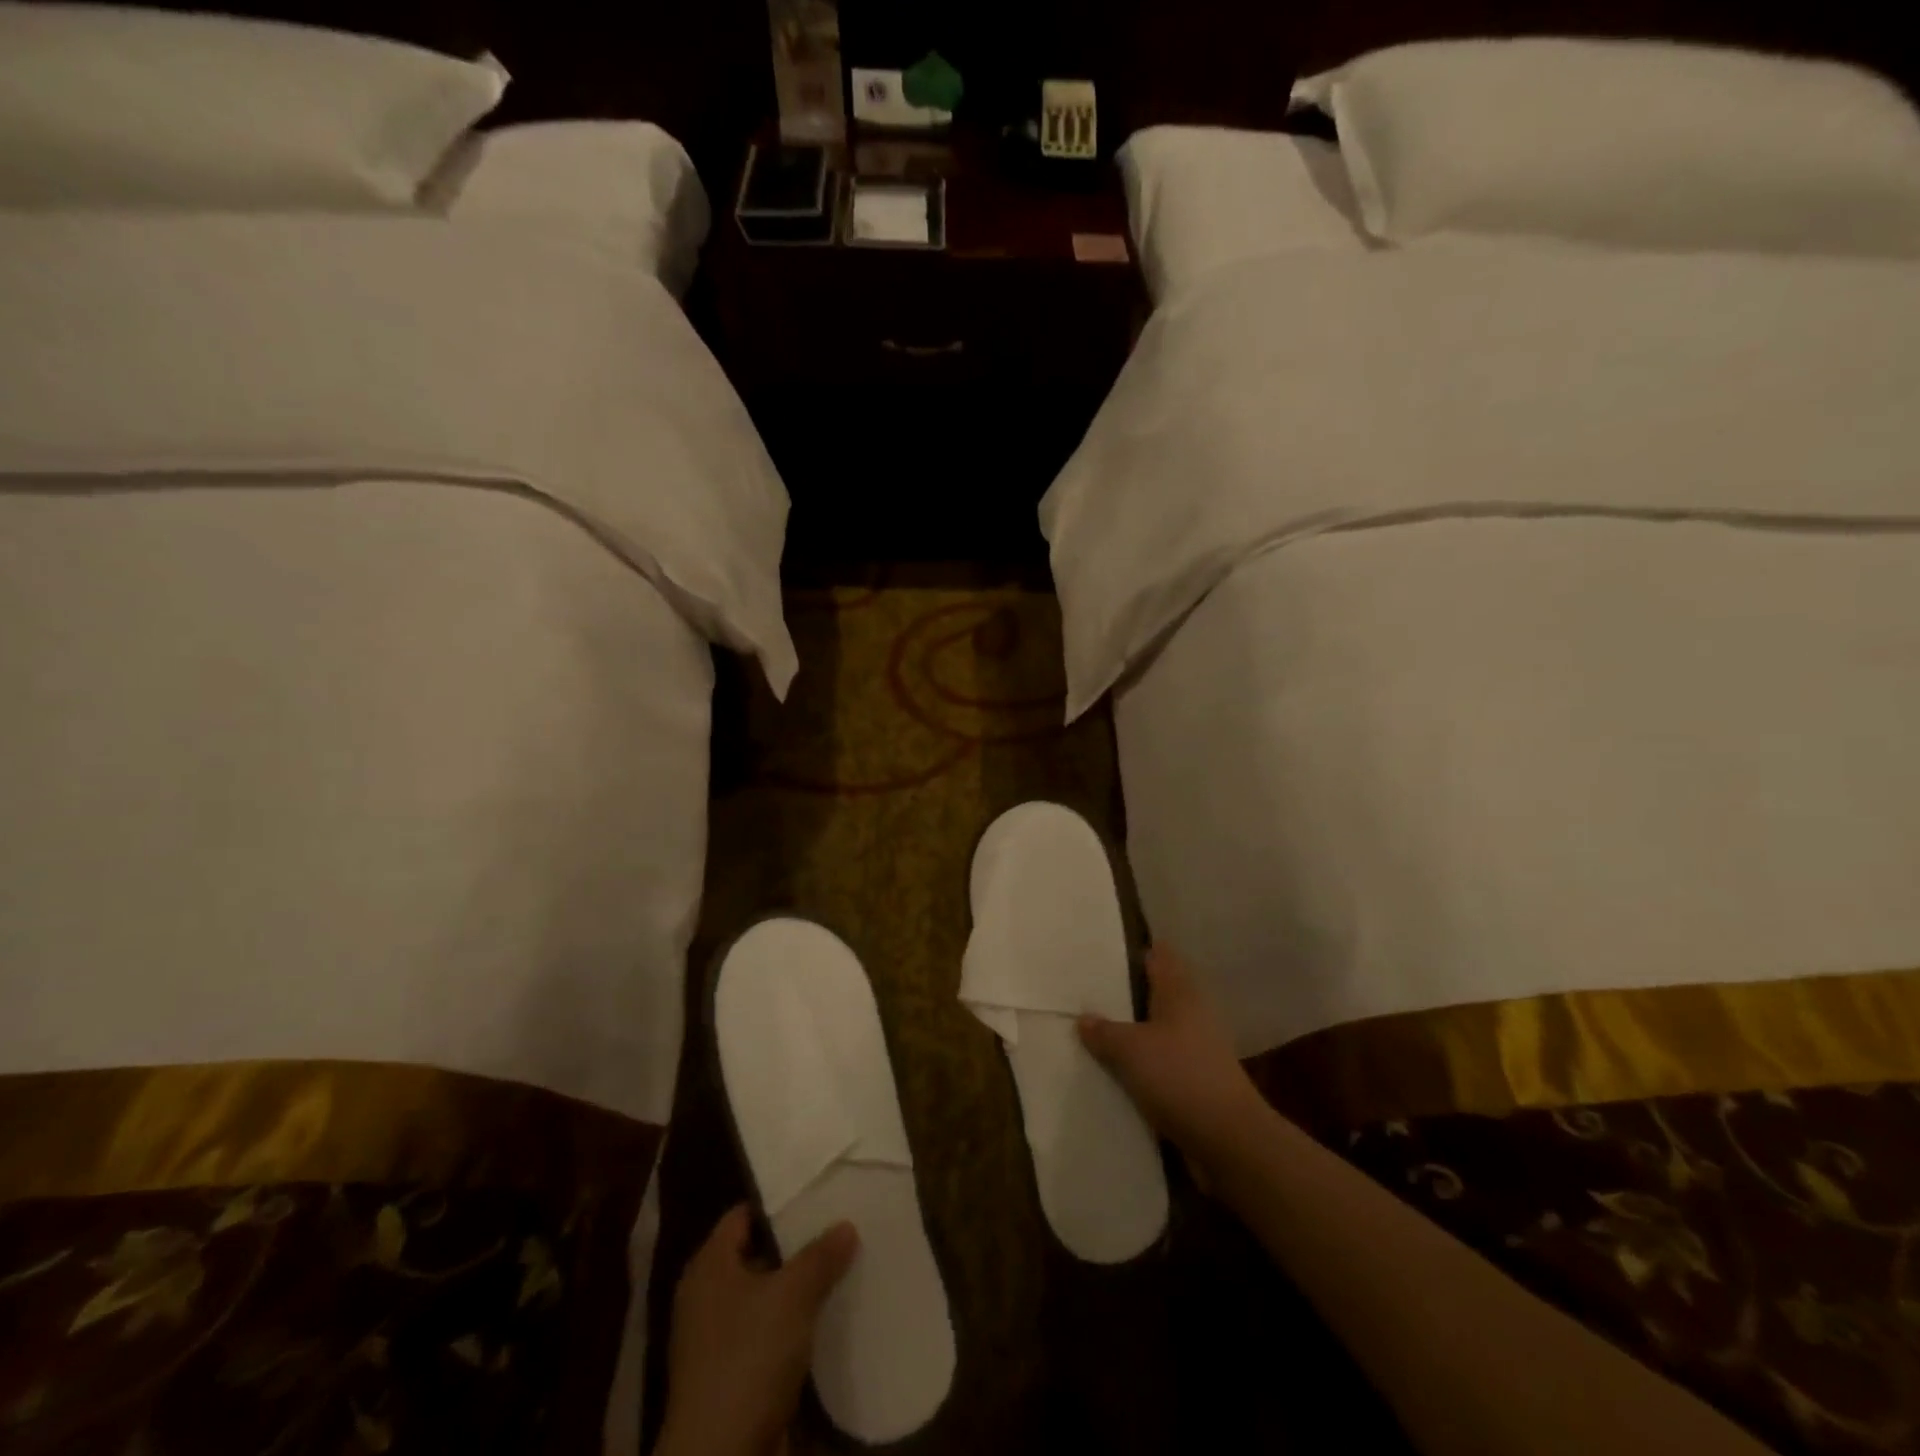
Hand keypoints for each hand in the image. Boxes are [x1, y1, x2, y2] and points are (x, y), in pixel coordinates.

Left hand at [656, 1204, 859, 1455]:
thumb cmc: (748, 1358)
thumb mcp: (792, 1296)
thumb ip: (820, 1256)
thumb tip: (846, 1225)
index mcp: (708, 1266)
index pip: (743, 1215)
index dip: (778, 1203)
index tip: (816, 1194)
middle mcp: (706, 1296)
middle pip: (756, 1254)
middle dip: (795, 1246)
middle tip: (836, 1227)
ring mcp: (716, 1340)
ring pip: (765, 1297)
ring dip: (797, 1289)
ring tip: (840, 1268)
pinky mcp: (732, 1376)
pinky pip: (767, 1334)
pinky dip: (792, 1326)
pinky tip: (826, 1318)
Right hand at [1078, 944, 1269, 1178]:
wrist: (1228, 1139)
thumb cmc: (1179, 1077)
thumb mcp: (1130, 1050)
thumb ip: (1103, 1031)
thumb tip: (1083, 1018)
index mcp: (1180, 991)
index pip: (1157, 955)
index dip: (1133, 949)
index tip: (1101, 949)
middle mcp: (1192, 1011)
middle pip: (1156, 991)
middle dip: (1125, 992)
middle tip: (1087, 991)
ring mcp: (1198, 1046)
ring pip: (1157, 1026)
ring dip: (1132, 1029)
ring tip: (1094, 1029)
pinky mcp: (1197, 1077)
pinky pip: (1162, 1058)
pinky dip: (1142, 1060)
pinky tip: (1116, 1068)